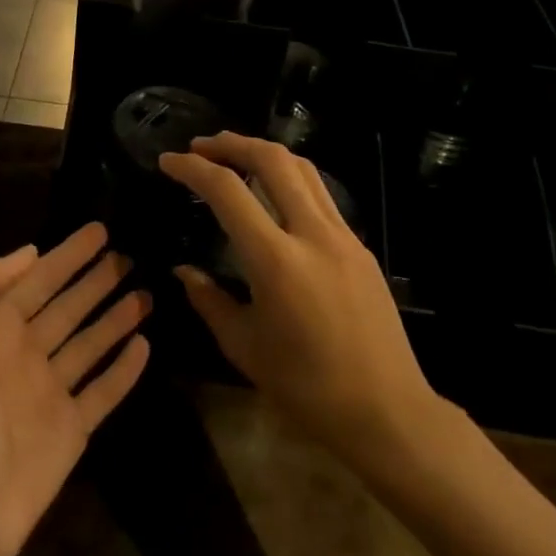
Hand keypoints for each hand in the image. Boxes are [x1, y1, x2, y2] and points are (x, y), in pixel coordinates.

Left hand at [0, 224, 150, 555]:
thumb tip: (29, 253)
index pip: (38, 280)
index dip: (67, 254)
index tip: (99, 230)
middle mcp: (24, 354)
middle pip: (68, 306)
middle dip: (95, 280)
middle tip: (128, 255)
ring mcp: (50, 392)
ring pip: (90, 343)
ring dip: (116, 317)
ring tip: (145, 292)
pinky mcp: (72, 429)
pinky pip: (104, 391)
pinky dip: (124, 370)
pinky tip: (145, 346)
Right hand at [159, 133, 457, 466]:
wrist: (388, 413)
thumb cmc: (307, 388)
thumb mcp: (244, 347)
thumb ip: (209, 300)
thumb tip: (183, 270)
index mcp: (276, 261)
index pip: (227, 191)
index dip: (192, 168)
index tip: (168, 162)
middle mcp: (312, 235)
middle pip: (272, 160)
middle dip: (232, 143)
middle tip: (201, 146)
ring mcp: (342, 236)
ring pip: (302, 169)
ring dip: (263, 152)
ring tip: (234, 155)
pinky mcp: (360, 246)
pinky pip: (320, 194)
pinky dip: (289, 177)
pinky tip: (273, 193)